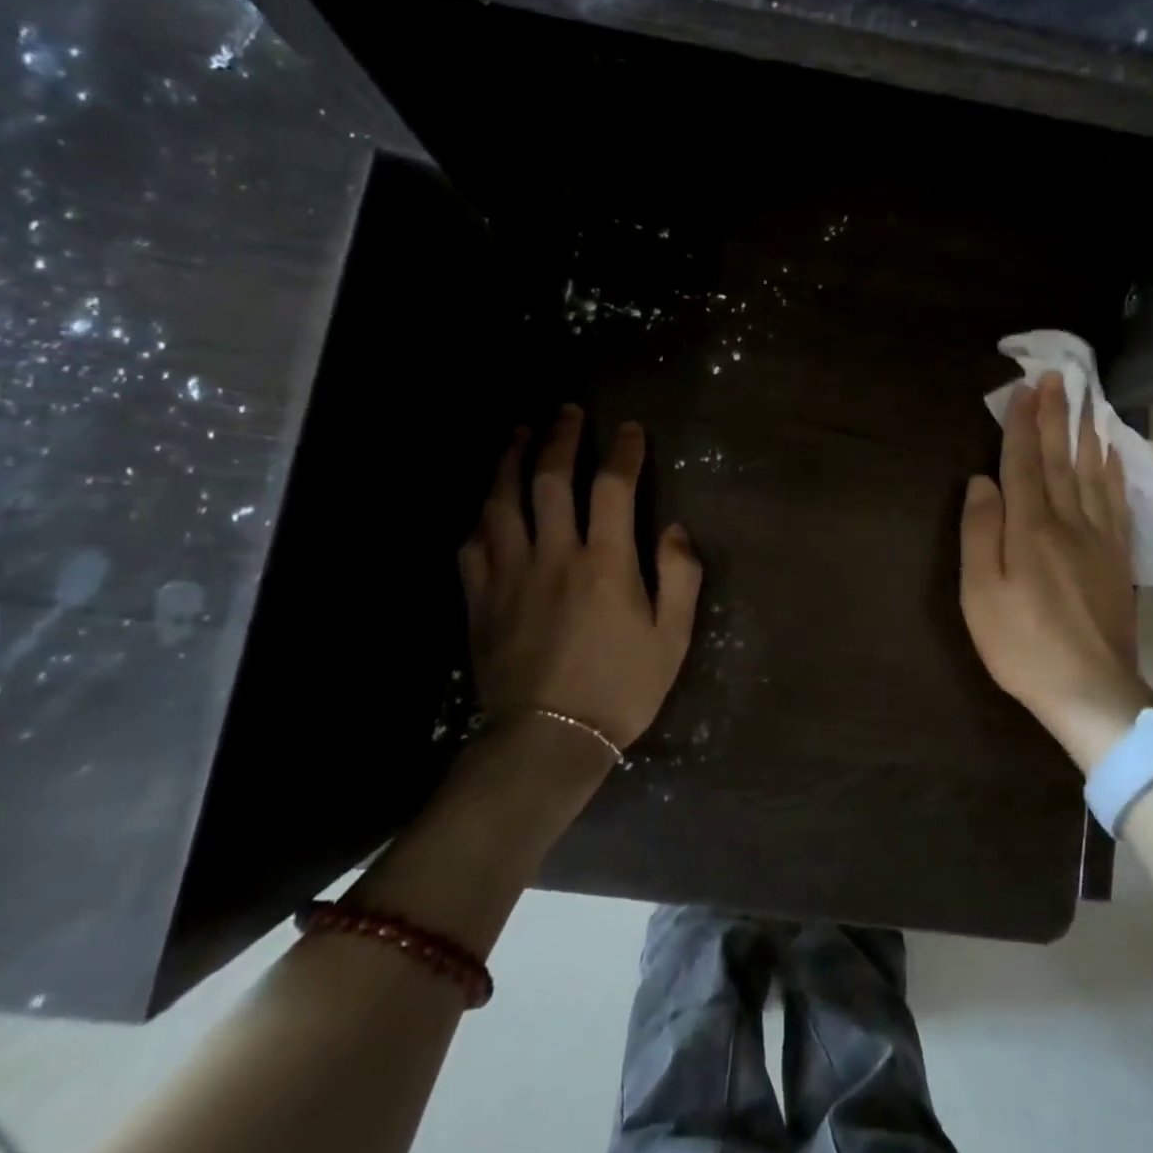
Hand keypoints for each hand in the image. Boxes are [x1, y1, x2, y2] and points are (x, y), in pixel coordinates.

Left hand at [458, 404, 702, 763]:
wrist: (547, 742)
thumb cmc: (620, 690)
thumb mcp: (672, 638)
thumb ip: (680, 576)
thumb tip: (673, 529)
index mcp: (606, 562)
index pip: (613, 487)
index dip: (623, 451)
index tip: (630, 429)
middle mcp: (554, 554)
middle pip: (550, 479)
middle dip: (561, 437)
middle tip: (567, 411)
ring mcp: (510, 574)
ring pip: (502, 501)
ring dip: (510, 460)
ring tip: (518, 434)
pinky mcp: (480, 599)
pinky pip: (473, 544)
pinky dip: (480, 517)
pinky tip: (486, 506)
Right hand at [960, 373, 1152, 769]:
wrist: (1090, 691)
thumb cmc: (1022, 645)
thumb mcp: (981, 594)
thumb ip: (981, 532)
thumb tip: (982, 481)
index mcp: (1029, 529)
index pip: (1024, 463)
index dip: (1022, 425)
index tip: (1024, 388)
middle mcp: (1067, 522)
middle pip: (1060, 460)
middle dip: (1056, 416)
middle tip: (1058, 378)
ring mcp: (1099, 539)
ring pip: (1092, 474)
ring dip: (1086, 433)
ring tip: (1086, 401)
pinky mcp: (1118, 558)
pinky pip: (1117, 502)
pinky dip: (1114, 472)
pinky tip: (1113, 455)